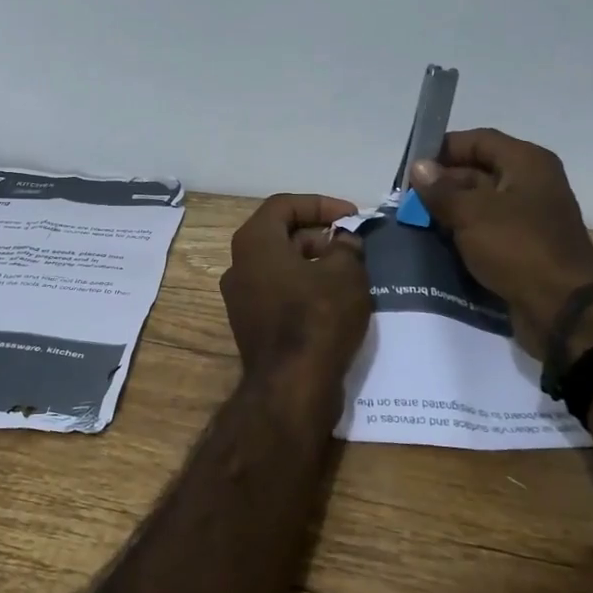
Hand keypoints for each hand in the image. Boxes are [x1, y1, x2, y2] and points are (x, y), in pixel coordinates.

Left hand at [219, 194, 371, 415]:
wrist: (292, 388)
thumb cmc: (317, 318)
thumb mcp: (345, 272)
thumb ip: (346, 245)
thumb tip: (343, 241)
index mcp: (253, 242)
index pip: (284, 205)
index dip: (321, 204)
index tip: (352, 216)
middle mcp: (239, 265)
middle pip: (281, 235)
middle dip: (320, 235)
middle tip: (353, 247)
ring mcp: (241, 298)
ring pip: (281, 266)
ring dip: (315, 263)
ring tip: (351, 274)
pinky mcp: (252, 325)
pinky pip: (280, 293)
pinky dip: (305, 288)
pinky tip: (336, 301)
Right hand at [410, 130, 592, 355]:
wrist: (562, 309)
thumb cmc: (517, 248)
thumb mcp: (471, 213)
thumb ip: (441, 189)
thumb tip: (419, 167)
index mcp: (527, 163)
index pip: (478, 140)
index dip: (444, 148)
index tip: (412, 166)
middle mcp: (532, 183)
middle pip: (479, 170)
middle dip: (442, 183)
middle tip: (407, 198)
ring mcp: (530, 216)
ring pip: (481, 202)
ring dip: (450, 209)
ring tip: (415, 220)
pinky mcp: (525, 246)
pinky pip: (488, 229)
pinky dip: (464, 232)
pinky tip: (438, 240)